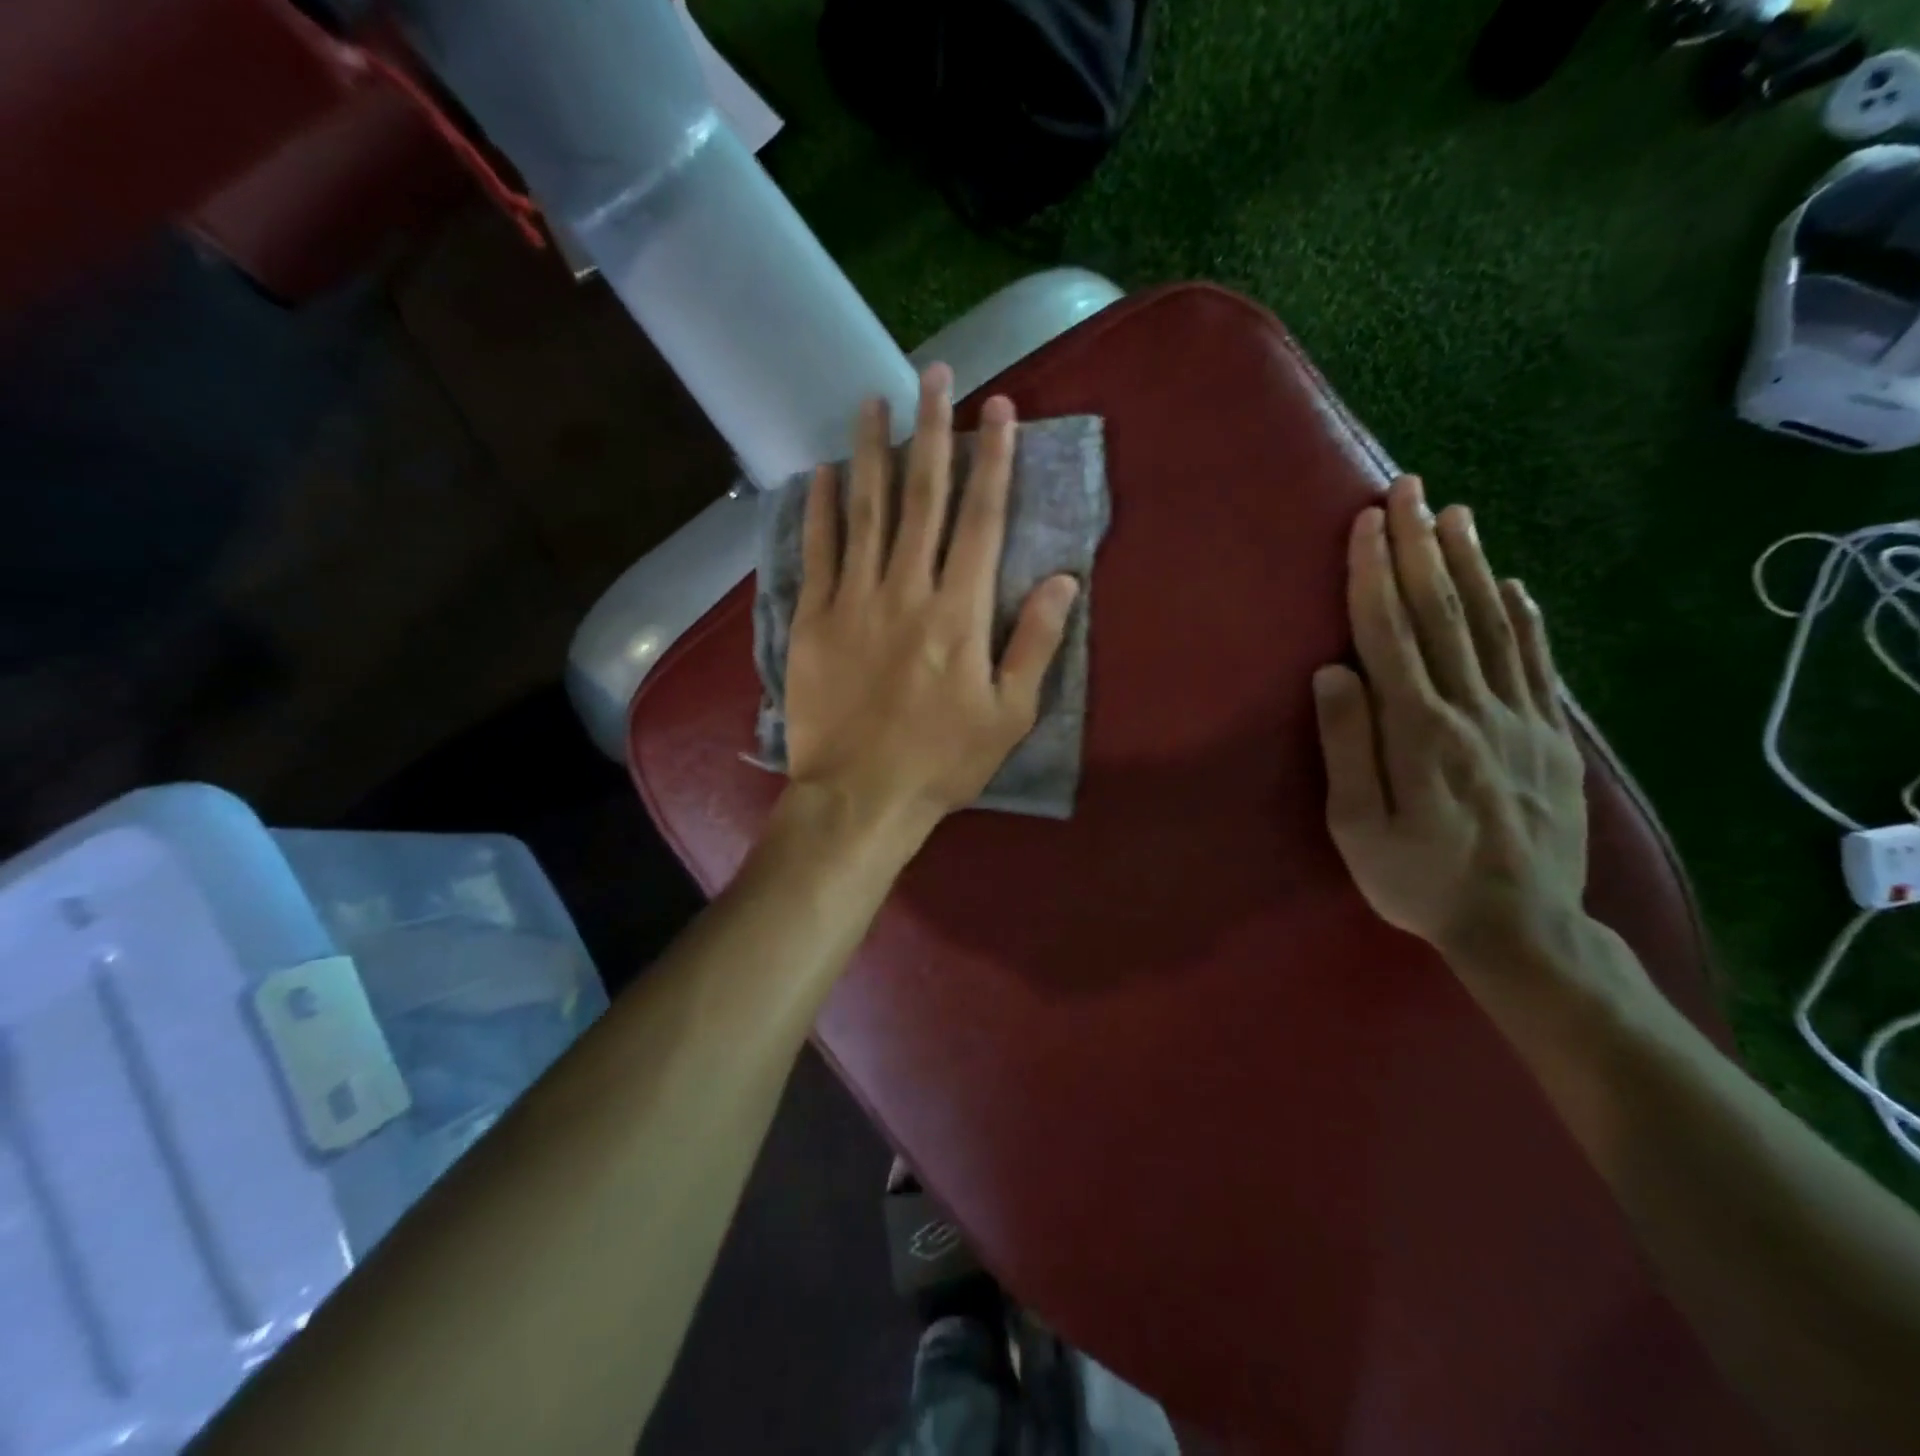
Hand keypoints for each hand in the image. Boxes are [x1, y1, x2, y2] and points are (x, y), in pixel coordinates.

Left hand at [783, 363, 1079, 850]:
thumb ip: (1035, 642)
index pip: (981, 519)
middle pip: (922, 497)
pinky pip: (818, 552)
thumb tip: (1063, 579)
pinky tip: (823, 472)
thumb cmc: (942, 760)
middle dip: (932, 432)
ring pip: (865, 511)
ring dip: (872, 451)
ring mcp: (853, 600)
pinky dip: (820, 509)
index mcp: (959, 612)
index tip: (998, 410)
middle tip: (935, 375)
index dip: (993, 460)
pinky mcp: (813, 620)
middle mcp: (906, 590)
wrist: (861, 796)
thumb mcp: (1010, 713)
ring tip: (874, 400)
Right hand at [1312, 476, 1587, 963]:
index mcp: (1418, 730)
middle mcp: (1472, 709)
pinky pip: (1536, 662)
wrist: (1522, 927)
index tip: (1366, 523)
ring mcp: (1519, 719)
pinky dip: (1523, 616)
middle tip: (1411, 490)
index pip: (1389, 634)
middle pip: (1442, 614)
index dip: (1374, 575)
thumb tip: (1332, 672)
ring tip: (1456, 515)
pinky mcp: (1550, 735)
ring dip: (1471, 564)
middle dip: (1420, 547)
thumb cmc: (1418, 880)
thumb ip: (1347, 746)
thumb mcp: (1357, 828)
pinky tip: (1511, 583)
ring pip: (1492, 626)